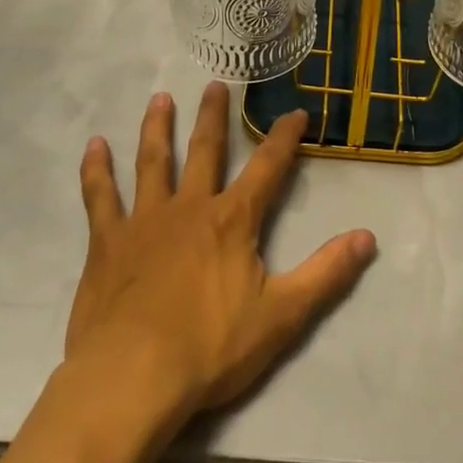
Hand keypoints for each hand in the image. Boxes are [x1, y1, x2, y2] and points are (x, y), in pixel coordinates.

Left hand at [65, 84, 376, 425]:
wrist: (132, 379)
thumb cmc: (210, 349)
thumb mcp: (282, 314)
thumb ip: (326, 273)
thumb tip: (369, 236)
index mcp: (232, 220)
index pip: (267, 168)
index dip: (284, 138)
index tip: (296, 111)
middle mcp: (190, 207)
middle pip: (205, 151)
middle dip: (214, 117)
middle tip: (215, 84)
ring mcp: (145, 220)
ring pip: (153, 162)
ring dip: (158, 128)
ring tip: (160, 97)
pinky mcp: (107, 242)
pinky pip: (100, 197)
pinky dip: (96, 170)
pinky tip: (94, 145)